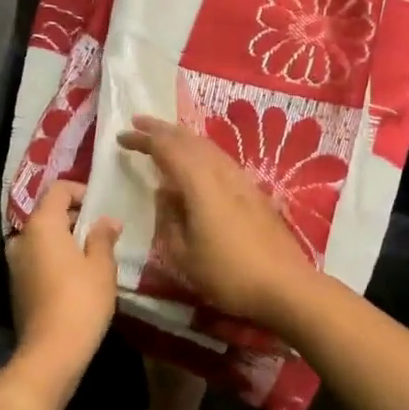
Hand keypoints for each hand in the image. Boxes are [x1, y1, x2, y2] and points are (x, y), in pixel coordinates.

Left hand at [4, 182, 120, 387]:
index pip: (58, 190)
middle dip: (74, 216)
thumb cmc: (81, 300)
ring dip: (64, 238)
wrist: (51, 351)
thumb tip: (107, 221)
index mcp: (42, 224)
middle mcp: (22, 237)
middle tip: (101, 230)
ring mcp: (15, 262)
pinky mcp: (16, 284)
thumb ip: (103, 237)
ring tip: (91, 252)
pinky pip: (36, 257)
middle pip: (48, 213)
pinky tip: (75, 274)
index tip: (101, 206)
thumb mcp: (102, 266)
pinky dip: (54, 256)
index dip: (80, 191)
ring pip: (41, 237)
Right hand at [115, 115, 316, 326]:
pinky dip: (202, 151)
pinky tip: (198, 162)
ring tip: (166, 136)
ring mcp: (242, 181)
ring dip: (184, 137)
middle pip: (190, 140)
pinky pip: (221, 159)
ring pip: (209, 147)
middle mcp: (222, 173)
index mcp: (200, 185)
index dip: (143, 139)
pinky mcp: (255, 192)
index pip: (167, 150)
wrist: (286, 287)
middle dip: (163, 129)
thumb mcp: (183, 255)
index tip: (122, 136)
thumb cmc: (228, 275)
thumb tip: (164, 193)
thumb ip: (168, 219)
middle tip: (139, 122)